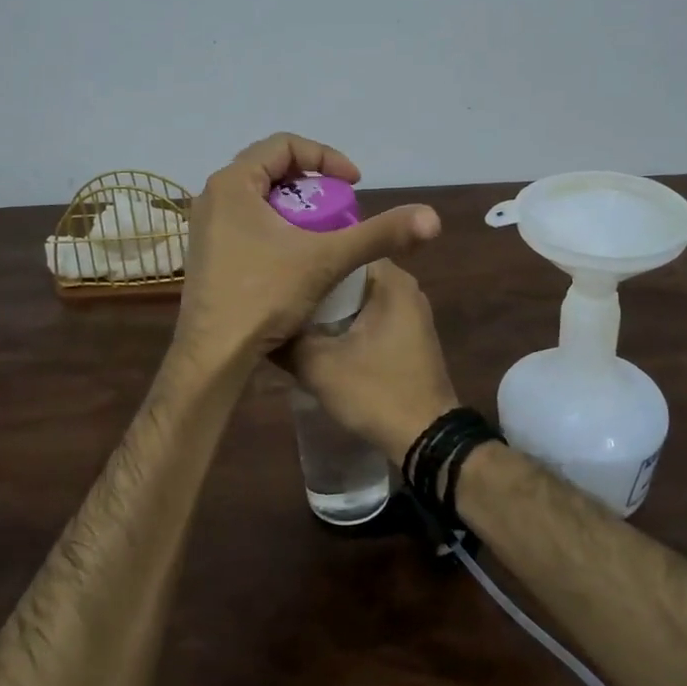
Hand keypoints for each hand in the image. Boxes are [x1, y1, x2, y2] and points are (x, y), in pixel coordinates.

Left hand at [174, 133, 439, 368]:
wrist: (214, 355)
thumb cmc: (264, 296)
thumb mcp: (327, 259)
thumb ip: (378, 234)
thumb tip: (432, 218)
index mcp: (233, 183)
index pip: (284, 144)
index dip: (326, 158)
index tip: (354, 185)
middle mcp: (212, 196)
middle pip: (270, 168)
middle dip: (313, 183)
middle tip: (341, 206)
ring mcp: (205, 225)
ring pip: (259, 198)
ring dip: (296, 206)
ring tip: (324, 230)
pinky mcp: (207, 251)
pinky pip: (247, 221)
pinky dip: (277, 225)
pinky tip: (298, 254)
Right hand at [285, 260, 459, 463]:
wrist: (426, 439)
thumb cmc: (376, 392)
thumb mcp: (319, 367)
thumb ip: (287, 339)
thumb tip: (260, 322)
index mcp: (390, 280)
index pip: (342, 246)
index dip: (308, 255)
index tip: (278, 267)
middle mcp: (404, 288)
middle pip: (347, 274)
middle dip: (313, 284)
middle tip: (275, 291)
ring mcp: (408, 313)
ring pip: (355, 298)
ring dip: (326, 307)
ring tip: (286, 311)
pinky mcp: (407, 336)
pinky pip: (367, 316)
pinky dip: (342, 322)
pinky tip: (313, 336)